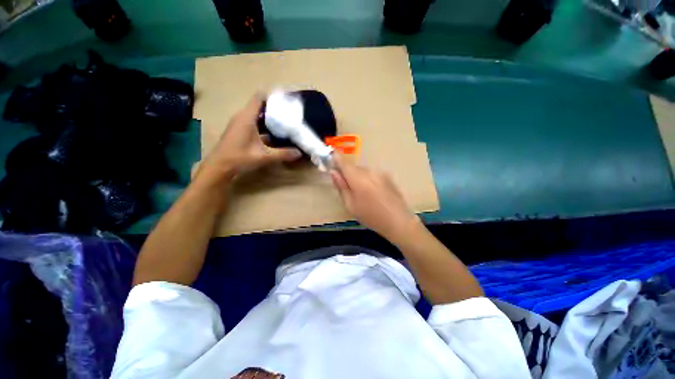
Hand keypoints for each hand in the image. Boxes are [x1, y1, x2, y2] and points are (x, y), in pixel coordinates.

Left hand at [198, 94, 301, 181]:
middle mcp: (242, 116)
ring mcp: (240, 123)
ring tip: (284, 120)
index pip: (259, 98)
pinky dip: (264, 123)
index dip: (272, 96)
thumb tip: (299, 153)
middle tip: (289, 111)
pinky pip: (253, 121)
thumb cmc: (240, 158)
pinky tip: (274, 132)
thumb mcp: (264, 156)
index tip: (286, 99)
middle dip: (274, 107)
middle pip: (259, 105)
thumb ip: (283, 154)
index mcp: (247, 117)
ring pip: (256, 114)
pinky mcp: (239, 130)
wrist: (219, 166)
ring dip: (269, 116)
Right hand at [330, 154, 419, 241]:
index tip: (331, 158)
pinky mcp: (388, 177)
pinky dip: (369, 180)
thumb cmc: (371, 216)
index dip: (336, 159)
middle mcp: (369, 171)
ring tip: (362, 194)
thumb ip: (341, 187)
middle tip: (347, 188)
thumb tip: (334, 172)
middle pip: (354, 168)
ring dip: (359, 178)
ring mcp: (380, 173)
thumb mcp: (351, 205)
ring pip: (364, 171)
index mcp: (358, 178)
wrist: (398, 221)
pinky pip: (373, 175)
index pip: (344, 163)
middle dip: (348, 174)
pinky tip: (373, 193)